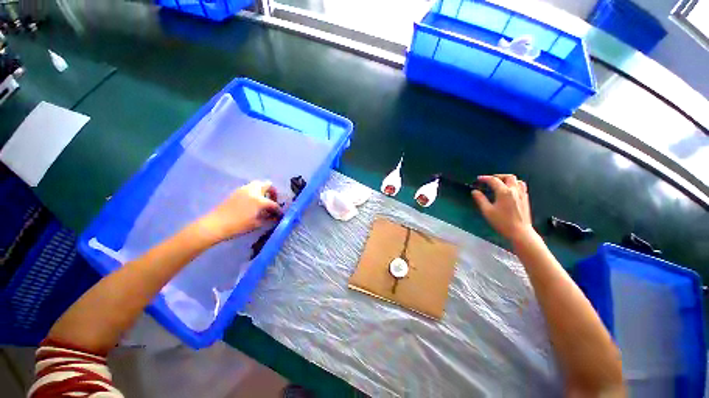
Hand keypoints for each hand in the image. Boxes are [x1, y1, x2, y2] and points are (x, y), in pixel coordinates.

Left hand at [197, 180, 281, 241]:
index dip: (278, 210)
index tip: (280, 215)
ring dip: (263, 191)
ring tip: (262, 202)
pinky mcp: (236, 192)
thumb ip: (268, 218)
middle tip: (272, 201)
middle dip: (272, 192)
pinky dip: (254, 192)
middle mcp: (253, 191)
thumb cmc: (238, 226)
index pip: (274, 203)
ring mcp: (244, 190)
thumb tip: (275, 217)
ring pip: (258, 184)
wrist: (215, 225)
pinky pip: (249, 188)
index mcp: (259, 200)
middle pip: (267, 185)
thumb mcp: (256, 224)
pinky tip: (252, 203)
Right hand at [472, 174, 533, 241]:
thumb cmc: (502, 222)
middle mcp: (514, 190)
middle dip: (498, 176)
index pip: (493, 180)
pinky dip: (514, 185)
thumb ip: (480, 199)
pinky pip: (521, 187)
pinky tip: (509, 191)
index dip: (485, 178)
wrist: (520, 232)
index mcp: (504, 192)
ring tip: (501, 184)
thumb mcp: (487, 211)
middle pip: (509, 177)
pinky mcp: (526, 199)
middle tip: (490, 180)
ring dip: (508, 180)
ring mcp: (522, 194)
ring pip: (517, 181)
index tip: (478, 179)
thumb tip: (475, 191)